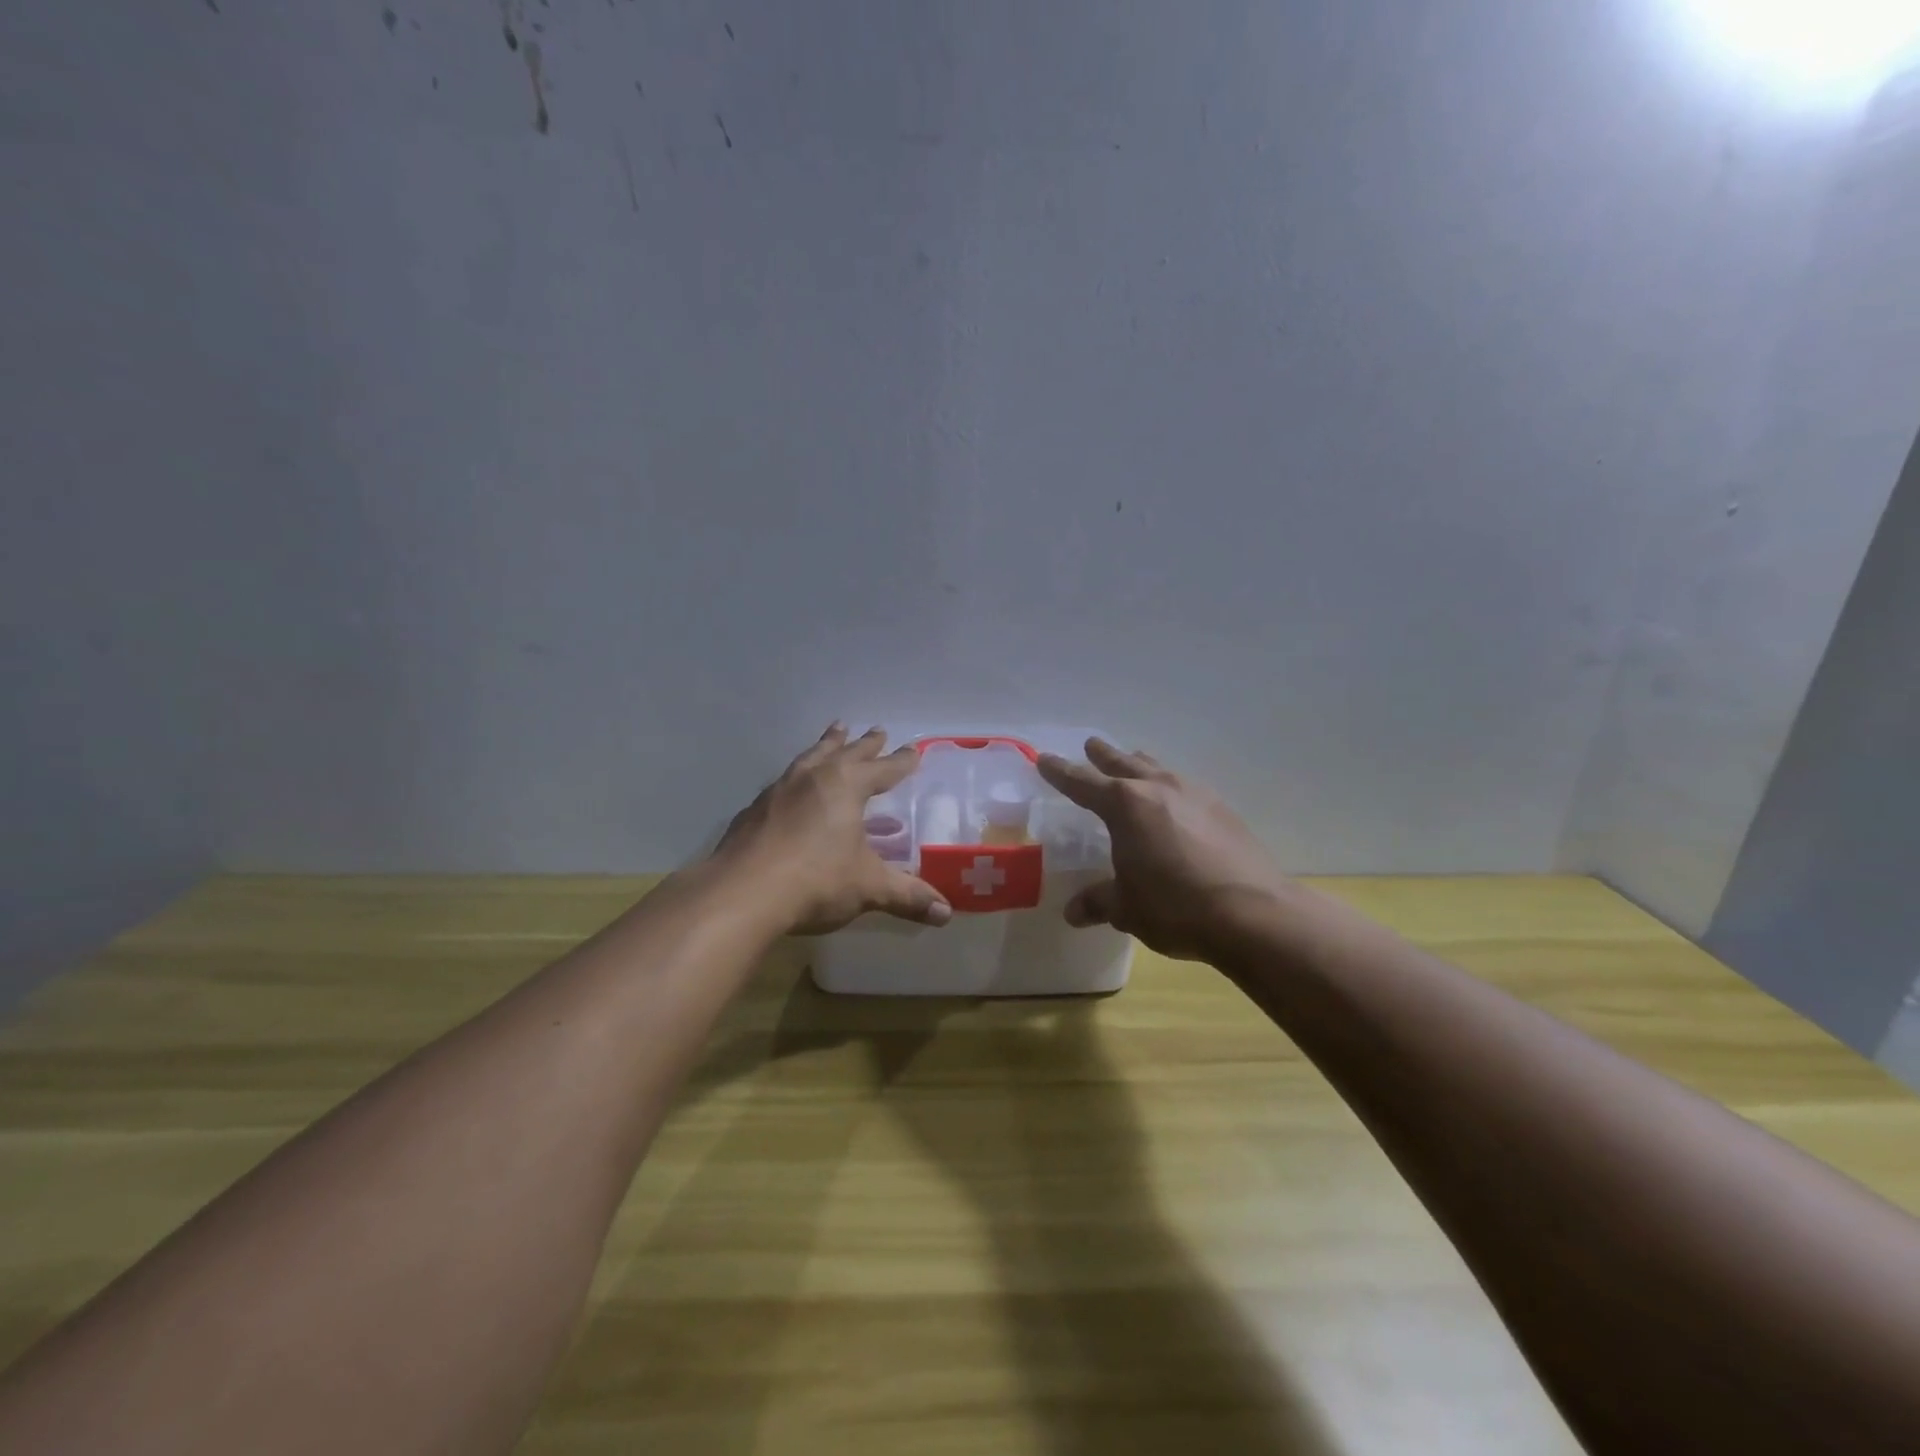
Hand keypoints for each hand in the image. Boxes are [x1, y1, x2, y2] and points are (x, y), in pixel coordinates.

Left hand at [715, 724, 952, 935]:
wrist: (741, 894)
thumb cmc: (816, 881)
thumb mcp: (868, 887)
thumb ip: (907, 896)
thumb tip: (945, 913)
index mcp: (846, 786)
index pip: (882, 769)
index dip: (899, 762)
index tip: (912, 751)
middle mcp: (812, 779)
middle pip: (844, 752)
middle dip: (863, 743)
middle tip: (876, 730)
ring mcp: (778, 792)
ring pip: (809, 759)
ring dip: (825, 746)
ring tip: (833, 735)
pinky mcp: (752, 812)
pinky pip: (782, 784)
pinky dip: (796, 779)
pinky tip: (792, 790)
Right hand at [1037, 739, 1293, 961]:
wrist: (1253, 913)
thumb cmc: (1175, 906)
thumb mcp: (1127, 908)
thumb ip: (1098, 902)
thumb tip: (1073, 912)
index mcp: (1124, 805)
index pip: (1082, 782)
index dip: (1060, 771)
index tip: (1044, 759)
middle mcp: (1157, 788)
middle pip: (1123, 762)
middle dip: (1103, 755)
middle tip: (1091, 746)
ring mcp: (1195, 794)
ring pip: (1158, 768)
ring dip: (1140, 765)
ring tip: (1134, 764)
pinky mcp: (1223, 809)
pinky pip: (1186, 787)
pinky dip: (1170, 787)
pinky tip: (1176, 803)